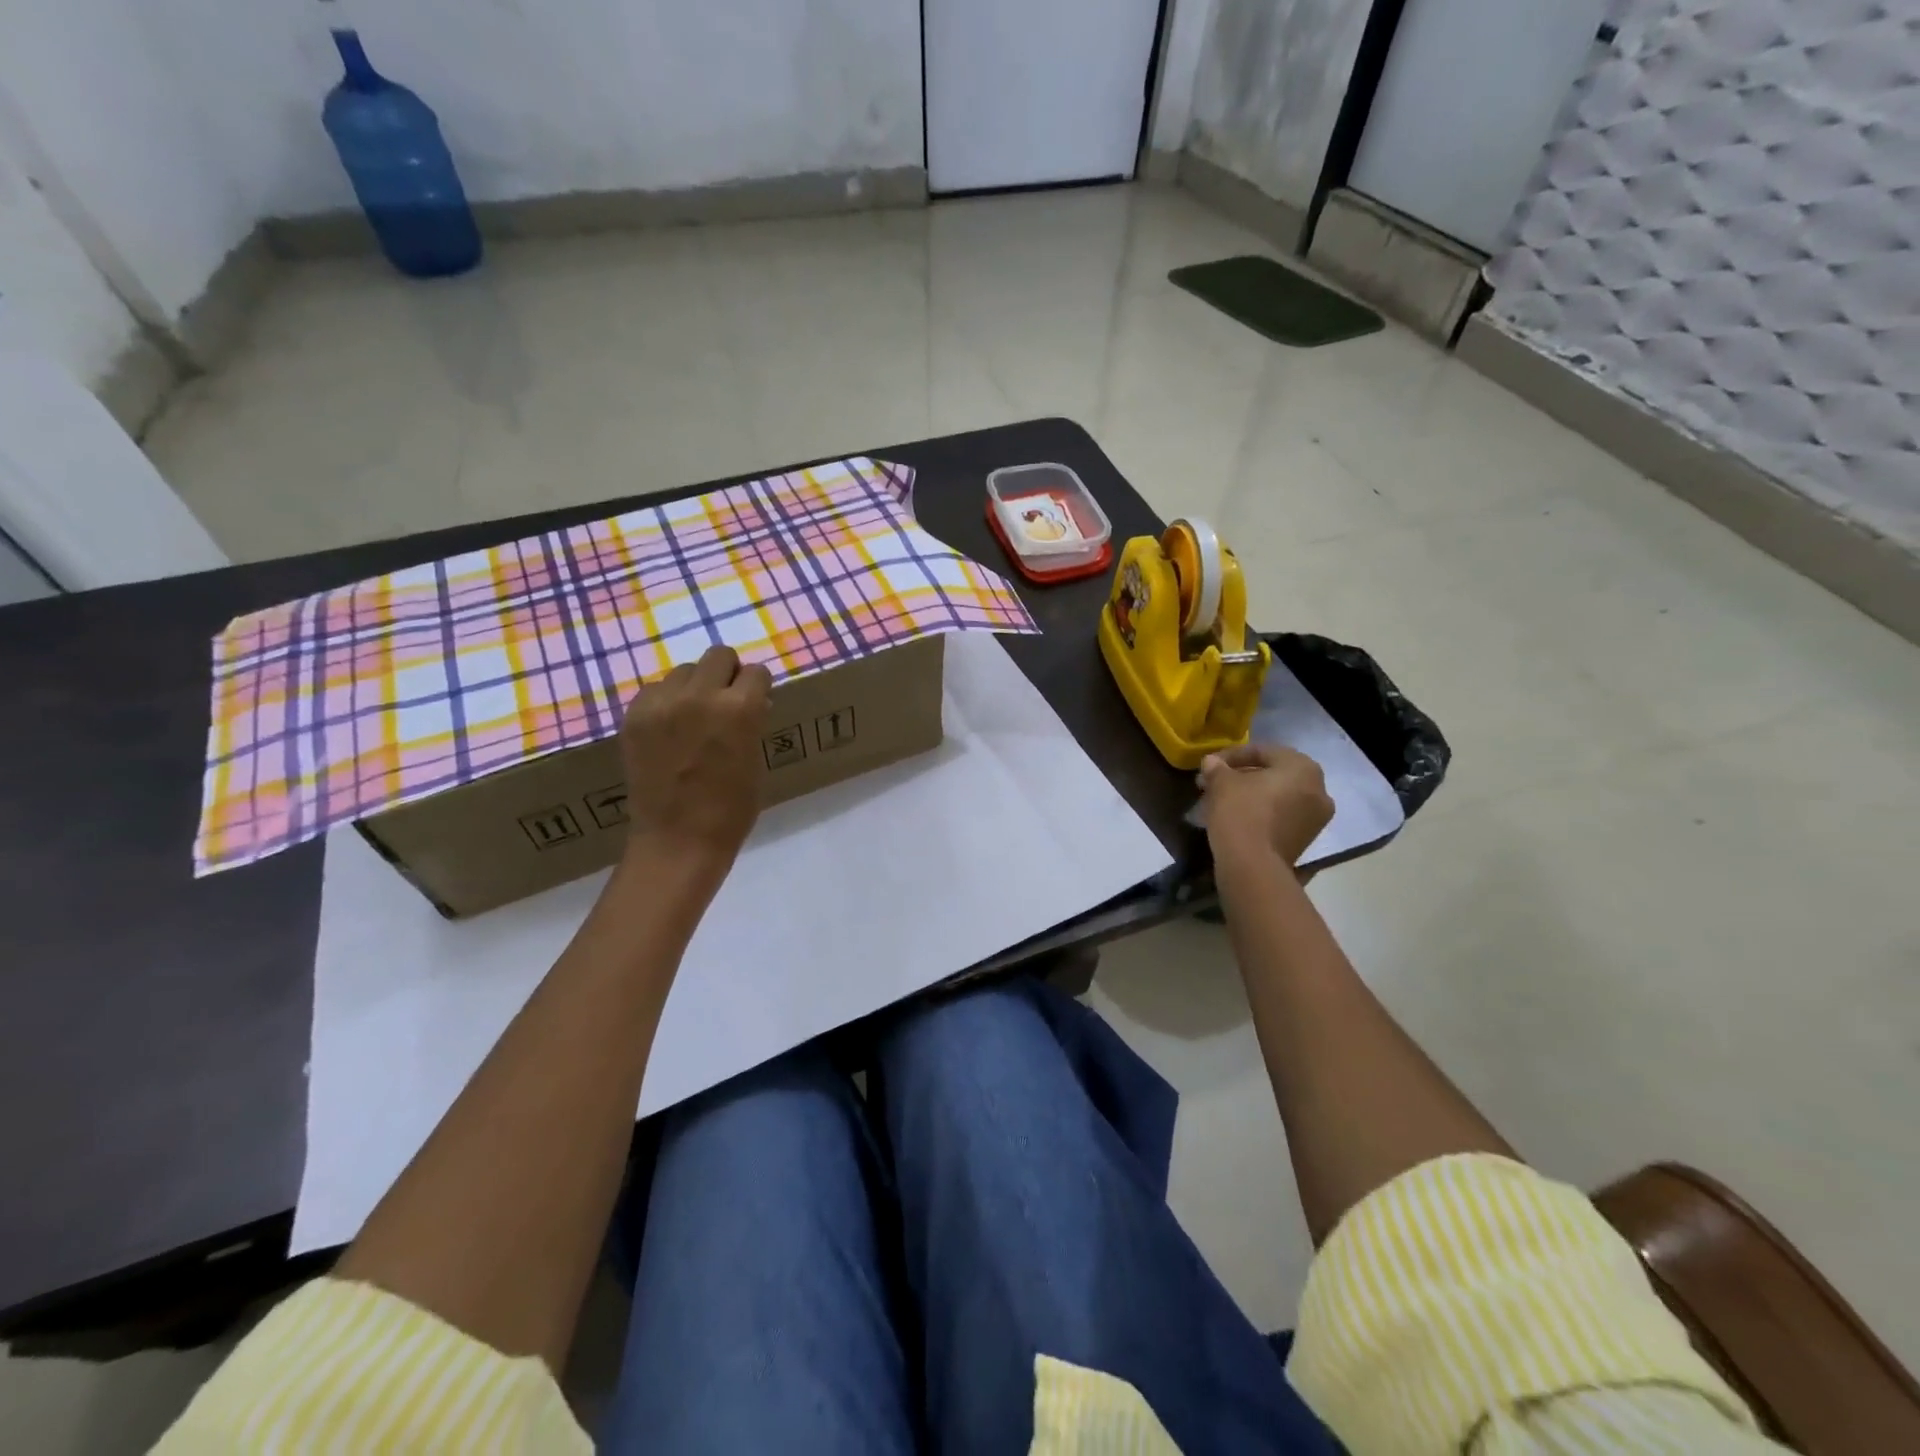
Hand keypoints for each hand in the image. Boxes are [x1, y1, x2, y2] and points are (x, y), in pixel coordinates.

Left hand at [618, 645, 772, 882]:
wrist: (678, 841)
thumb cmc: (731, 810)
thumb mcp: (756, 760)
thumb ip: (752, 723)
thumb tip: (749, 702)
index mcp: (740, 709)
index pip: (756, 672)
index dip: (757, 688)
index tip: (755, 703)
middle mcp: (700, 695)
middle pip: (718, 656)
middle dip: (728, 675)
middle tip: (725, 703)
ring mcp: (662, 704)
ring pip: (684, 671)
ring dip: (694, 687)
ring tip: (693, 719)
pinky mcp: (634, 716)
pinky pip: (655, 690)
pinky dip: (666, 703)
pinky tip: (669, 731)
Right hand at [1200, 743, 1333, 873]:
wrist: (1253, 865)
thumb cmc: (1241, 812)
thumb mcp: (1222, 783)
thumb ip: (1217, 768)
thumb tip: (1212, 763)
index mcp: (1302, 767)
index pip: (1263, 751)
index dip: (1231, 755)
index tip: (1209, 765)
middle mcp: (1319, 789)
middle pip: (1273, 774)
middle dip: (1243, 776)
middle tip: (1215, 782)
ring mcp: (1316, 818)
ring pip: (1278, 797)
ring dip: (1252, 795)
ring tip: (1222, 800)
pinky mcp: (1306, 840)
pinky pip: (1282, 816)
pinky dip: (1262, 813)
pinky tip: (1236, 817)